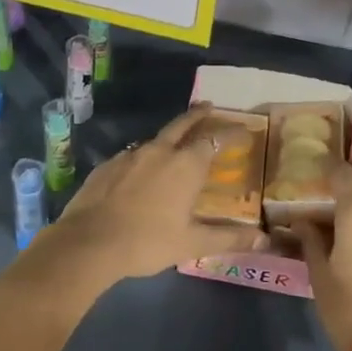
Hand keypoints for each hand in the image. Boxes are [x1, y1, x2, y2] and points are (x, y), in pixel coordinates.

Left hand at [36, 107, 265, 285]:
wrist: (89, 243)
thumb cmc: (147, 242)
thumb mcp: (192, 244)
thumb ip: (228, 238)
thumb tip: (263, 241)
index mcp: (185, 166)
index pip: (214, 140)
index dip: (230, 133)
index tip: (243, 130)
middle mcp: (159, 152)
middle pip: (182, 125)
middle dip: (197, 115)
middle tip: (208, 106)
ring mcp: (129, 155)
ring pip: (155, 139)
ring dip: (169, 136)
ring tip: (175, 142)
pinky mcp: (107, 165)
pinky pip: (132, 155)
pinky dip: (143, 157)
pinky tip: (141, 170)